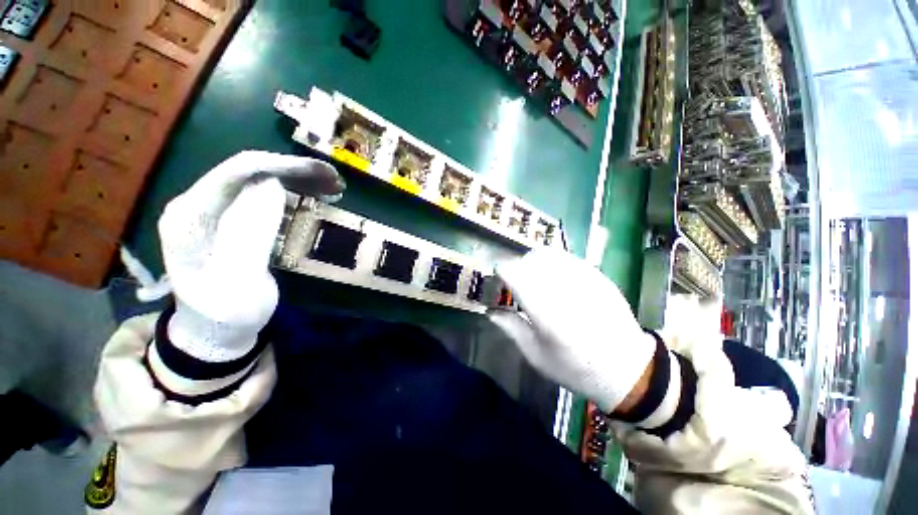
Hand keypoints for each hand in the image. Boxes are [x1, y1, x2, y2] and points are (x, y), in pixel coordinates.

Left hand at [159, 151, 343, 360]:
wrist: (212, 332)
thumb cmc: (226, 313)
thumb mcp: (240, 280)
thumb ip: (250, 232)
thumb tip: (272, 185)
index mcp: (191, 216)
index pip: (237, 172)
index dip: (283, 166)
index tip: (323, 174)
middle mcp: (197, 204)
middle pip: (249, 171)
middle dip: (295, 171)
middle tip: (335, 182)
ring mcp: (213, 210)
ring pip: (258, 179)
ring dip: (296, 180)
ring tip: (331, 188)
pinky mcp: (228, 218)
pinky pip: (261, 195)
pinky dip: (290, 192)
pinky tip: (312, 197)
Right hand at [488, 249, 655, 413]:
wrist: (628, 368)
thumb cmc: (576, 368)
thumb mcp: (536, 356)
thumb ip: (511, 328)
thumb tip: (490, 310)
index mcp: (548, 316)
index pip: (516, 276)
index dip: (502, 271)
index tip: (499, 278)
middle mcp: (565, 292)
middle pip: (530, 261)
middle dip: (516, 267)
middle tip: (515, 282)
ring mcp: (585, 280)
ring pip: (548, 254)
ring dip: (532, 262)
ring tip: (533, 277)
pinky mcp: (598, 276)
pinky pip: (566, 257)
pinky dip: (551, 262)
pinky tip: (553, 277)